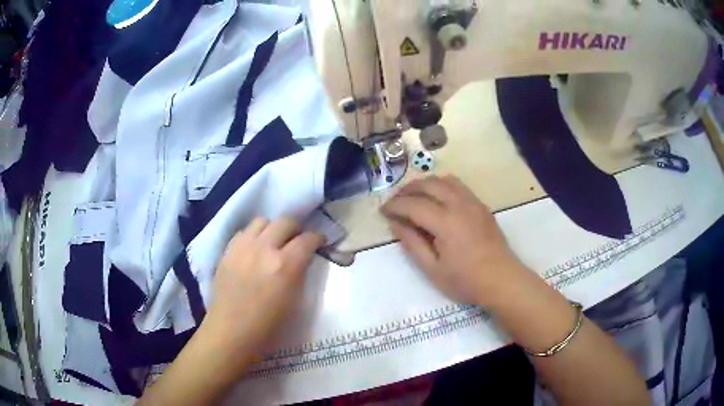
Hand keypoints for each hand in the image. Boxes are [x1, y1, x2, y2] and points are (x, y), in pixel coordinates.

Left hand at [200, 218, 323, 368]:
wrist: (230, 331)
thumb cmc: (267, 326)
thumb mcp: (294, 301)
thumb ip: (300, 274)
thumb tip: (303, 259)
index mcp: (285, 265)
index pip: (307, 239)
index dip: (317, 238)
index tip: (320, 242)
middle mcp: (264, 248)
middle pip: (285, 222)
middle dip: (296, 229)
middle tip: (297, 240)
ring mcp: (243, 247)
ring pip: (262, 221)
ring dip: (273, 228)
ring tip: (273, 241)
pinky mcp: (228, 250)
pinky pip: (244, 231)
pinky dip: (253, 235)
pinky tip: (254, 249)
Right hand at [381, 175, 527, 306]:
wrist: (501, 280)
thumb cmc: (465, 281)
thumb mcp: (432, 269)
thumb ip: (412, 244)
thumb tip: (395, 224)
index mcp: (445, 222)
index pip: (413, 204)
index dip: (394, 205)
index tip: (383, 211)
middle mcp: (459, 205)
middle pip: (428, 184)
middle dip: (407, 190)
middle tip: (395, 202)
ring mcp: (473, 202)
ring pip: (444, 180)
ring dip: (425, 184)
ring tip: (414, 197)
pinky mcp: (481, 205)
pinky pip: (458, 185)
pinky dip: (442, 186)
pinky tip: (437, 199)